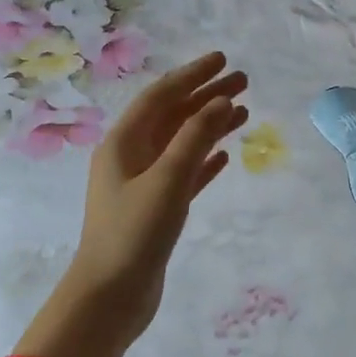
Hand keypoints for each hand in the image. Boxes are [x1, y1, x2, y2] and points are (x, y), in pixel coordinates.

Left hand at [63, 51, 247, 342]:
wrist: (110, 296)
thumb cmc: (134, 233)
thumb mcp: (167, 181)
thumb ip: (195, 138)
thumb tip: (221, 101)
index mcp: (123, 143)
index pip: (161, 96)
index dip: (192, 75)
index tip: (223, 60)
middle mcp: (131, 157)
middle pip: (173, 116)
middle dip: (206, 96)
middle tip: (244, 82)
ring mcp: (143, 184)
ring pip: (182, 143)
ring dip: (210, 126)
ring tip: (244, 112)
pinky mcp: (156, 209)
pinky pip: (185, 174)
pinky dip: (204, 161)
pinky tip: (225, 156)